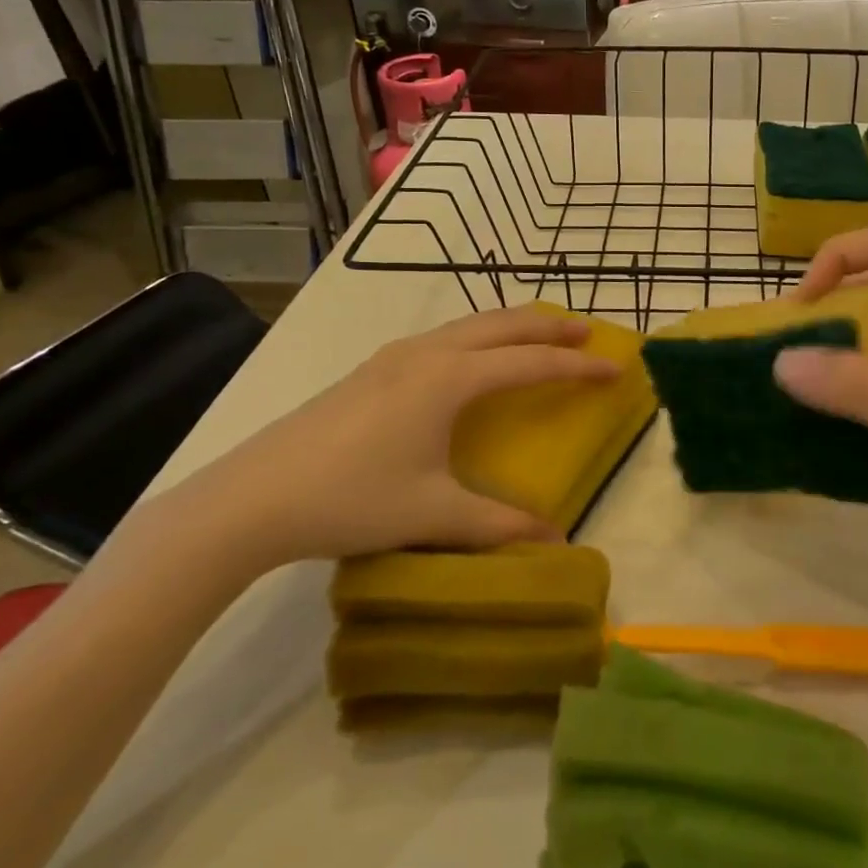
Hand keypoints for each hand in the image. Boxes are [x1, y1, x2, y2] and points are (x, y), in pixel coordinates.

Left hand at [164, 307, 617, 572]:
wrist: (253, 498)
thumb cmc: (351, 498)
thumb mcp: (432, 514)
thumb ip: (498, 525)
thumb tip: (556, 542)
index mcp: (449, 379)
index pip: (529, 363)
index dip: (576, 368)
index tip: (615, 368)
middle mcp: (426, 354)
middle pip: (501, 325)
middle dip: (548, 327)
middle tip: (587, 334)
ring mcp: (393, 358)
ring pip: (468, 325)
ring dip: (510, 327)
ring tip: (539, 336)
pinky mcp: (371, 371)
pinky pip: (443, 338)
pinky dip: (478, 337)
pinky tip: (473, 360)